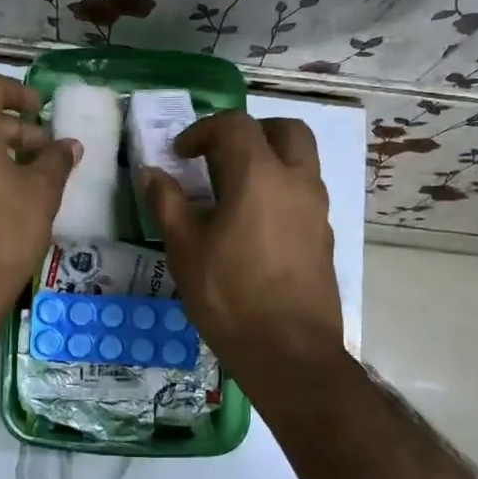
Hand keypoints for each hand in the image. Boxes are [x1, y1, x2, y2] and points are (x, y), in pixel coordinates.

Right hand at [142, 111, 345, 387]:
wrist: (289, 353)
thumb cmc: (230, 296)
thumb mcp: (185, 248)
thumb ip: (167, 202)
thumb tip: (152, 173)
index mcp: (260, 176)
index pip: (235, 125)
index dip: (204, 130)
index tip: (181, 154)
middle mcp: (297, 182)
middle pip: (286, 130)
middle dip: (252, 132)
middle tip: (221, 155)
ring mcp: (317, 210)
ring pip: (302, 160)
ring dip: (270, 159)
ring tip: (234, 190)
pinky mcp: (324, 236)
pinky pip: (305, 193)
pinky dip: (281, 189)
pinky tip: (254, 225)